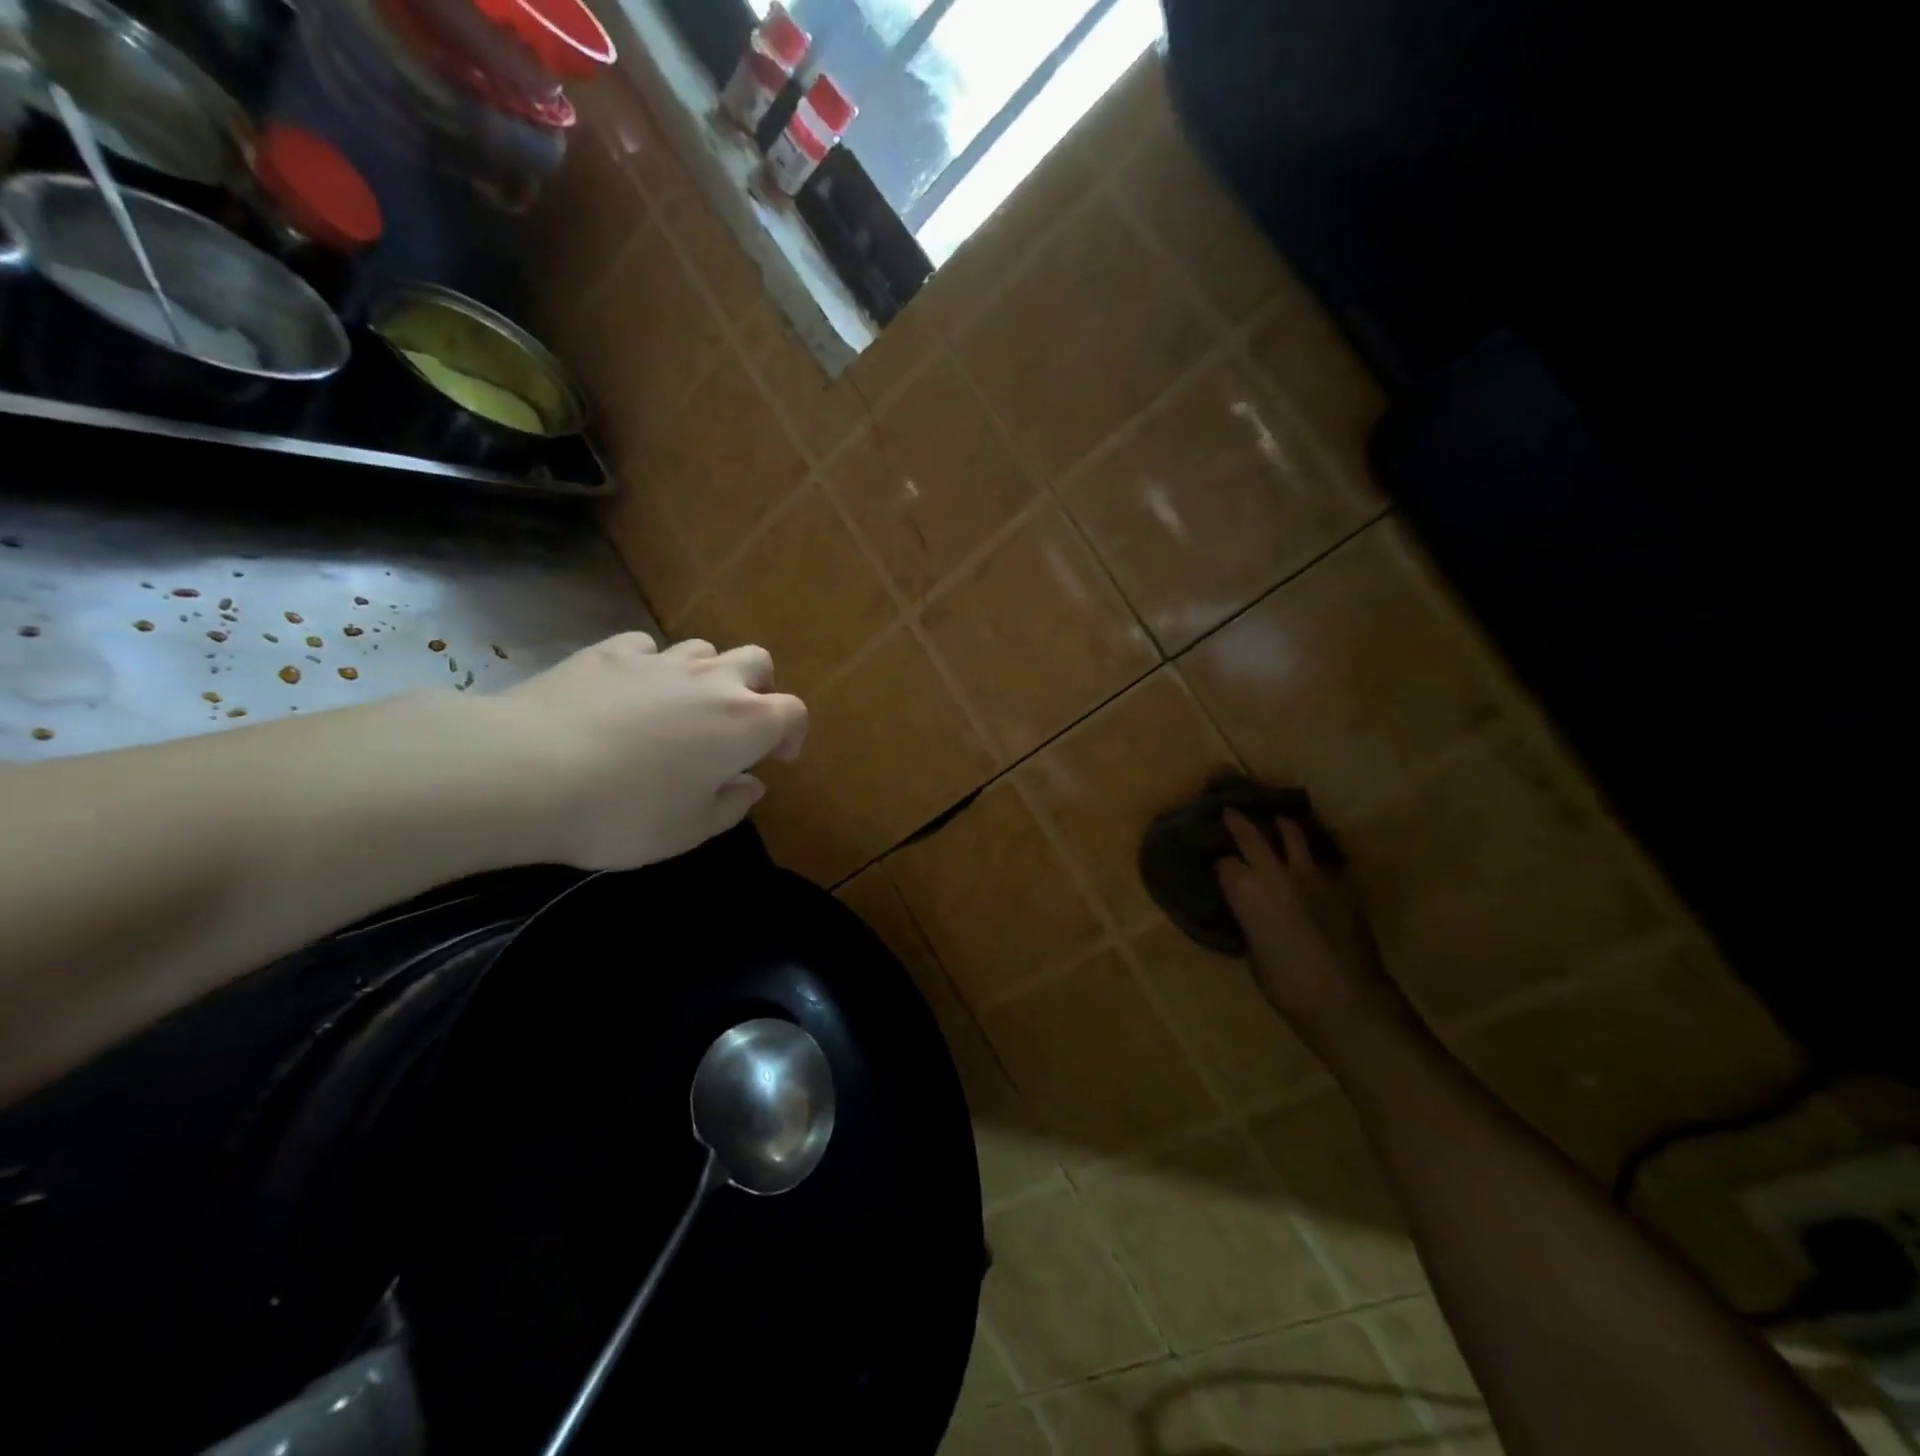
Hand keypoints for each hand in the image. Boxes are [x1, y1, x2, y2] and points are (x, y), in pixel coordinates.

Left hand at [493, 633, 806, 869]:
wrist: (526, 771)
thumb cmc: (623, 812)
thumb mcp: (688, 830)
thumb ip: (731, 805)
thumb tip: (750, 783)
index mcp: (744, 724)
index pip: (793, 713)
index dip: (792, 734)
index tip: (777, 757)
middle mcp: (712, 681)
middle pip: (757, 662)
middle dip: (757, 689)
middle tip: (736, 724)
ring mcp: (660, 660)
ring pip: (704, 649)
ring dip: (706, 674)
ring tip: (681, 707)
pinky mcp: (609, 652)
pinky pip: (647, 648)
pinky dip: (651, 667)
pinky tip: (629, 691)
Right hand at [1215, 811, 1409, 1041]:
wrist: (1345, 998)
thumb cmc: (1286, 985)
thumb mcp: (1252, 951)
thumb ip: (1249, 920)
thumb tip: (1250, 910)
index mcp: (1245, 891)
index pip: (1224, 862)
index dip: (1218, 861)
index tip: (1215, 862)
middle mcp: (1275, 873)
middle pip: (1252, 835)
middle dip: (1238, 822)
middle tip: (1230, 811)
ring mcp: (1312, 875)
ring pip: (1293, 835)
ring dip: (1282, 826)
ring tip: (1278, 821)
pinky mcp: (1342, 884)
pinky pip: (1323, 861)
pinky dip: (1314, 859)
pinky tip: (1314, 865)